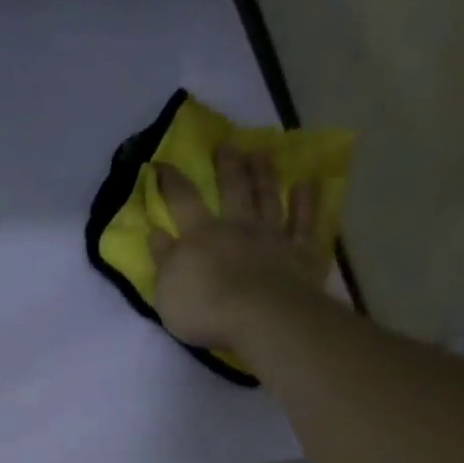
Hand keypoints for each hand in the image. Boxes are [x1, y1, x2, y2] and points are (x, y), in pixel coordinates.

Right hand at [148, 144, 330, 352]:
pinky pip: (304, 222)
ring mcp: (271, 236)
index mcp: (200, 235)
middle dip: (227, 165)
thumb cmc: (206, 310)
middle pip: (232, 189)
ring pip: (267, 198)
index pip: (182, 200)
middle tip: (227, 144)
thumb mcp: (167, 291)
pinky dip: (306, 202)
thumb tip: (155, 233)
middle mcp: (236, 227)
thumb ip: (163, 260)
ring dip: (264, 174)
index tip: (161, 164)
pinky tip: (308, 184)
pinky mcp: (300, 252)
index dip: (170, 181)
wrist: (261, 319)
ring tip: (262, 153)